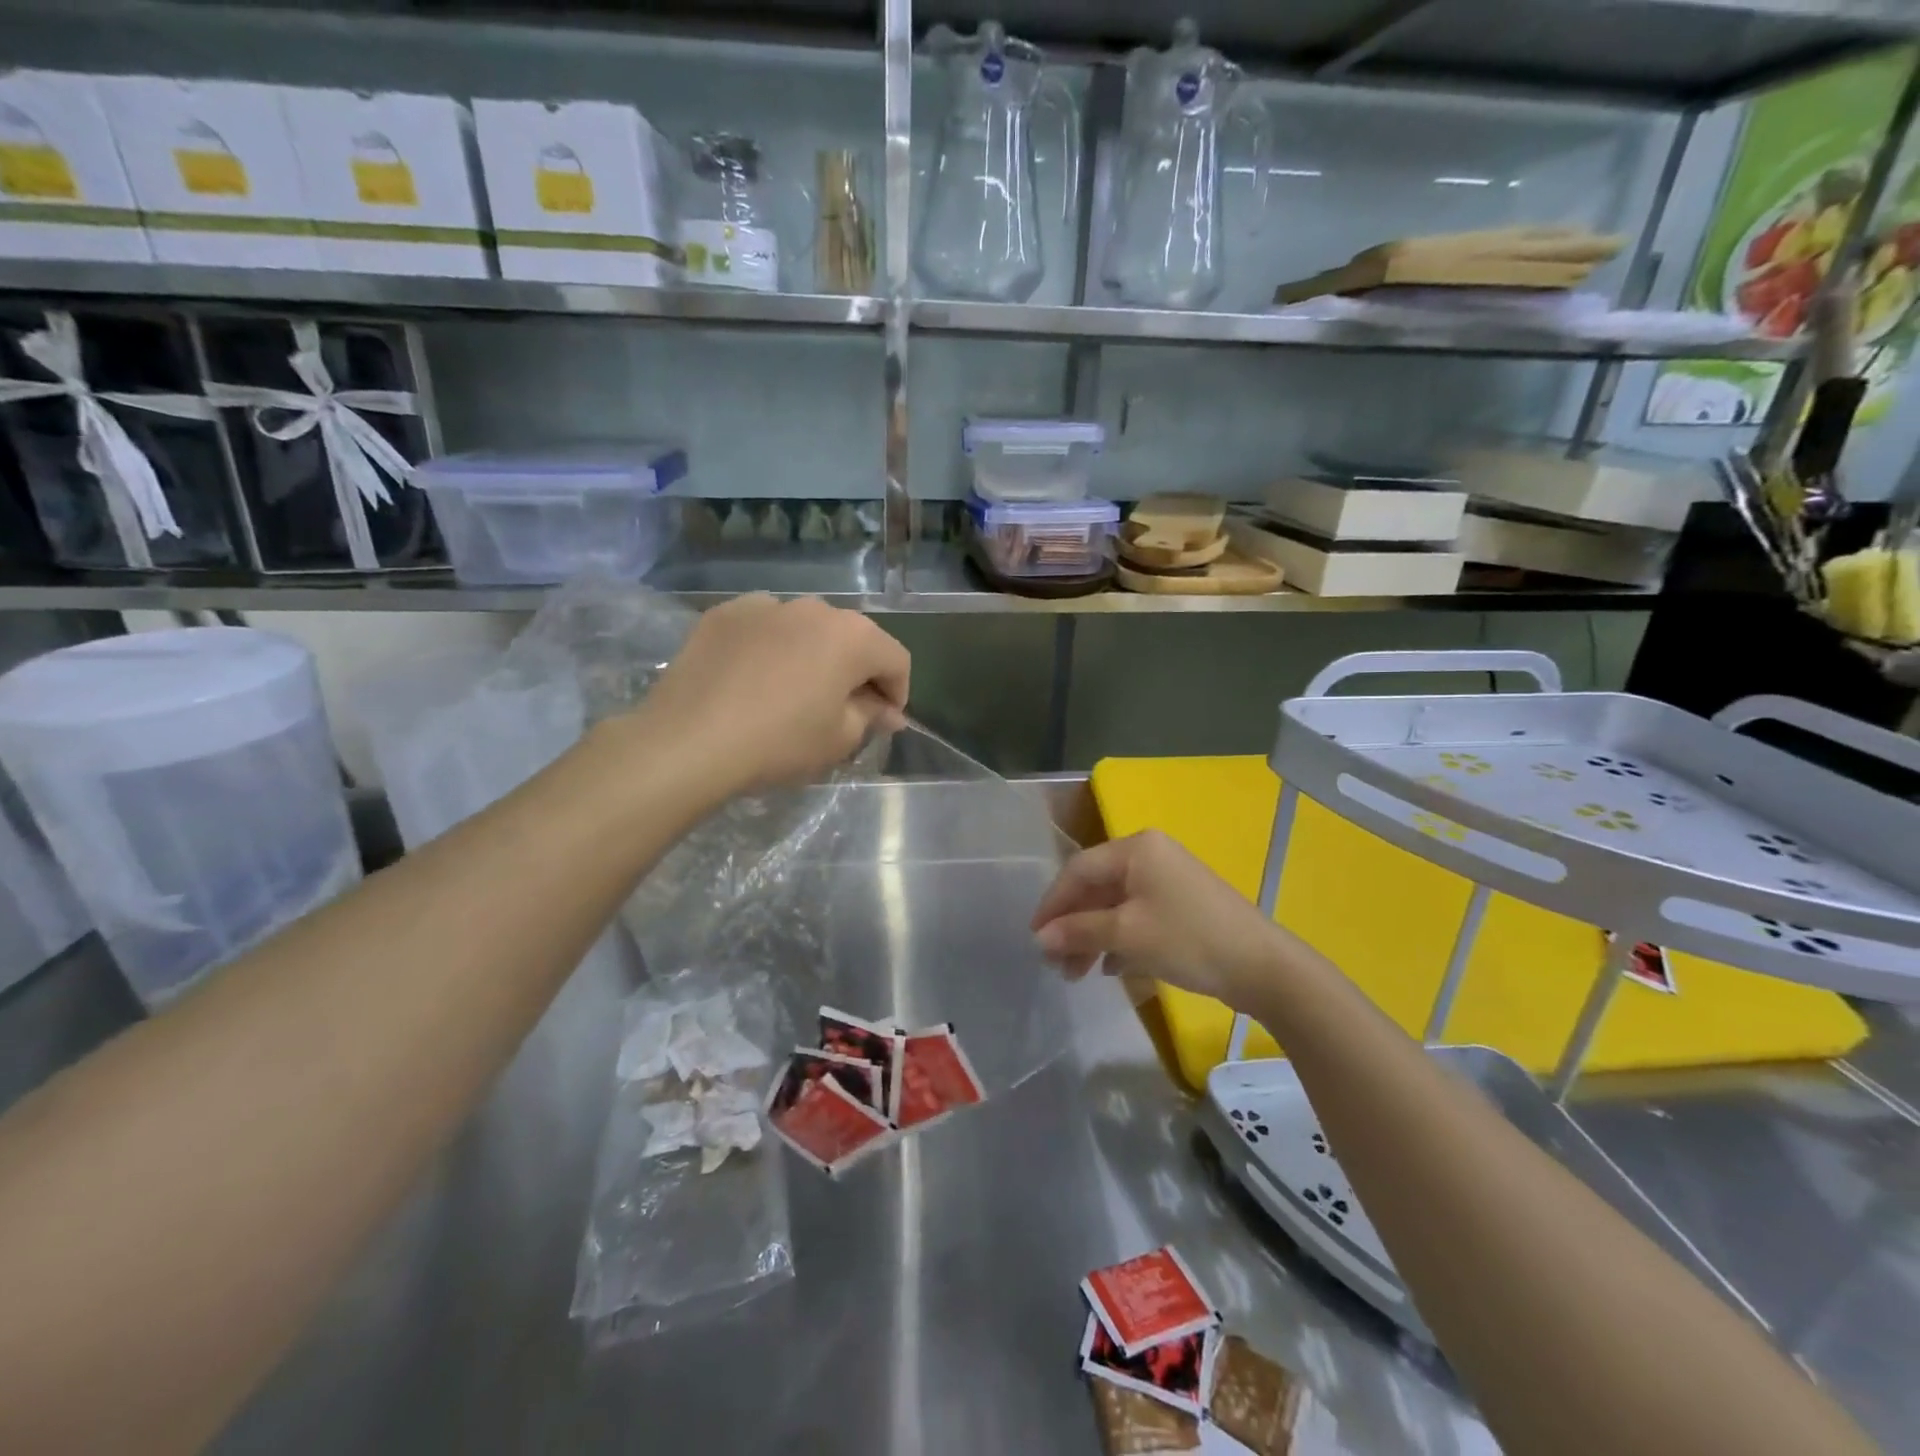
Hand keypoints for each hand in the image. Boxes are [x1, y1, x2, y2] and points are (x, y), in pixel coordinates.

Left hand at [634, 594, 909, 798]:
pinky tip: (754, 678)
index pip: (896, 659)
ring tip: (794, 691)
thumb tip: (888, 711)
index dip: (897, 692)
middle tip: (842, 709)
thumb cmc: (779, 742)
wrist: (689, 740)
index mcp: (853, 636)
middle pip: (852, 638)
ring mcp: (766, 605)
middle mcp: (814, 608)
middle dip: (856, 671)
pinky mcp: (725, 613)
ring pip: (806, 629)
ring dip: (813, 655)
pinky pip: (764, 627)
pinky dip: (771, 647)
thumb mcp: (838, 739)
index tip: (884, 721)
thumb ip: (871, 716)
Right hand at [1031, 831, 1281, 1007]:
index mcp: (1137, 849)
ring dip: (1093, 937)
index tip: (1034, 937)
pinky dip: (1119, 939)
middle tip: (1056, 963)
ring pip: (1115, 905)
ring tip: (1077, 974)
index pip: (1079, 870)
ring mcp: (1168, 880)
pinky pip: (1137, 916)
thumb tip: (1040, 938)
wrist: (1262, 966)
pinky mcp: (1181, 906)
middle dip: (1073, 926)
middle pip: (1097, 888)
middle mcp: (1150, 855)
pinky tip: (1110, 968)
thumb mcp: (1127, 934)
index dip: (1052, 903)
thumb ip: (1079, 931)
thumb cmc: (1188, 939)